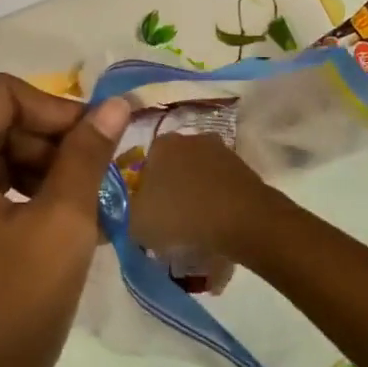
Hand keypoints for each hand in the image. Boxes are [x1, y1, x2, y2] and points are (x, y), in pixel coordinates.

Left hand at [0, 75, 129, 366]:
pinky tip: (52, 225)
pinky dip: (12, 197)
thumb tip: (115, 105)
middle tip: (98, 178)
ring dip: (35, 170)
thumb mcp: (62, 227)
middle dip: (48, 143)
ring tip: (82, 205)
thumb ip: (87, 155)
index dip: (58, 110)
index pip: (0, 96)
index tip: (101, 142)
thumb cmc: (9, 315)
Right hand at [127, 132, 275, 263]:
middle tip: (169, 221)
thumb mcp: (136, 221)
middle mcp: (190, 138)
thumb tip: (126, 209)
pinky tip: (215, 225)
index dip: (142, 191)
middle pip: (172, 168)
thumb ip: (123, 211)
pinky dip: (216, 202)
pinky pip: (219, 186)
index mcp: (161, 144)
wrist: (243, 220)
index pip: (143, 165)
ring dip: (194, 196)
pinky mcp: (243, 167)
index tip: (146, 214)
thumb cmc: (182, 215)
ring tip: (194, 228)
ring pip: (197, 176)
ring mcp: (220, 150)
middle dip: (169, 190)